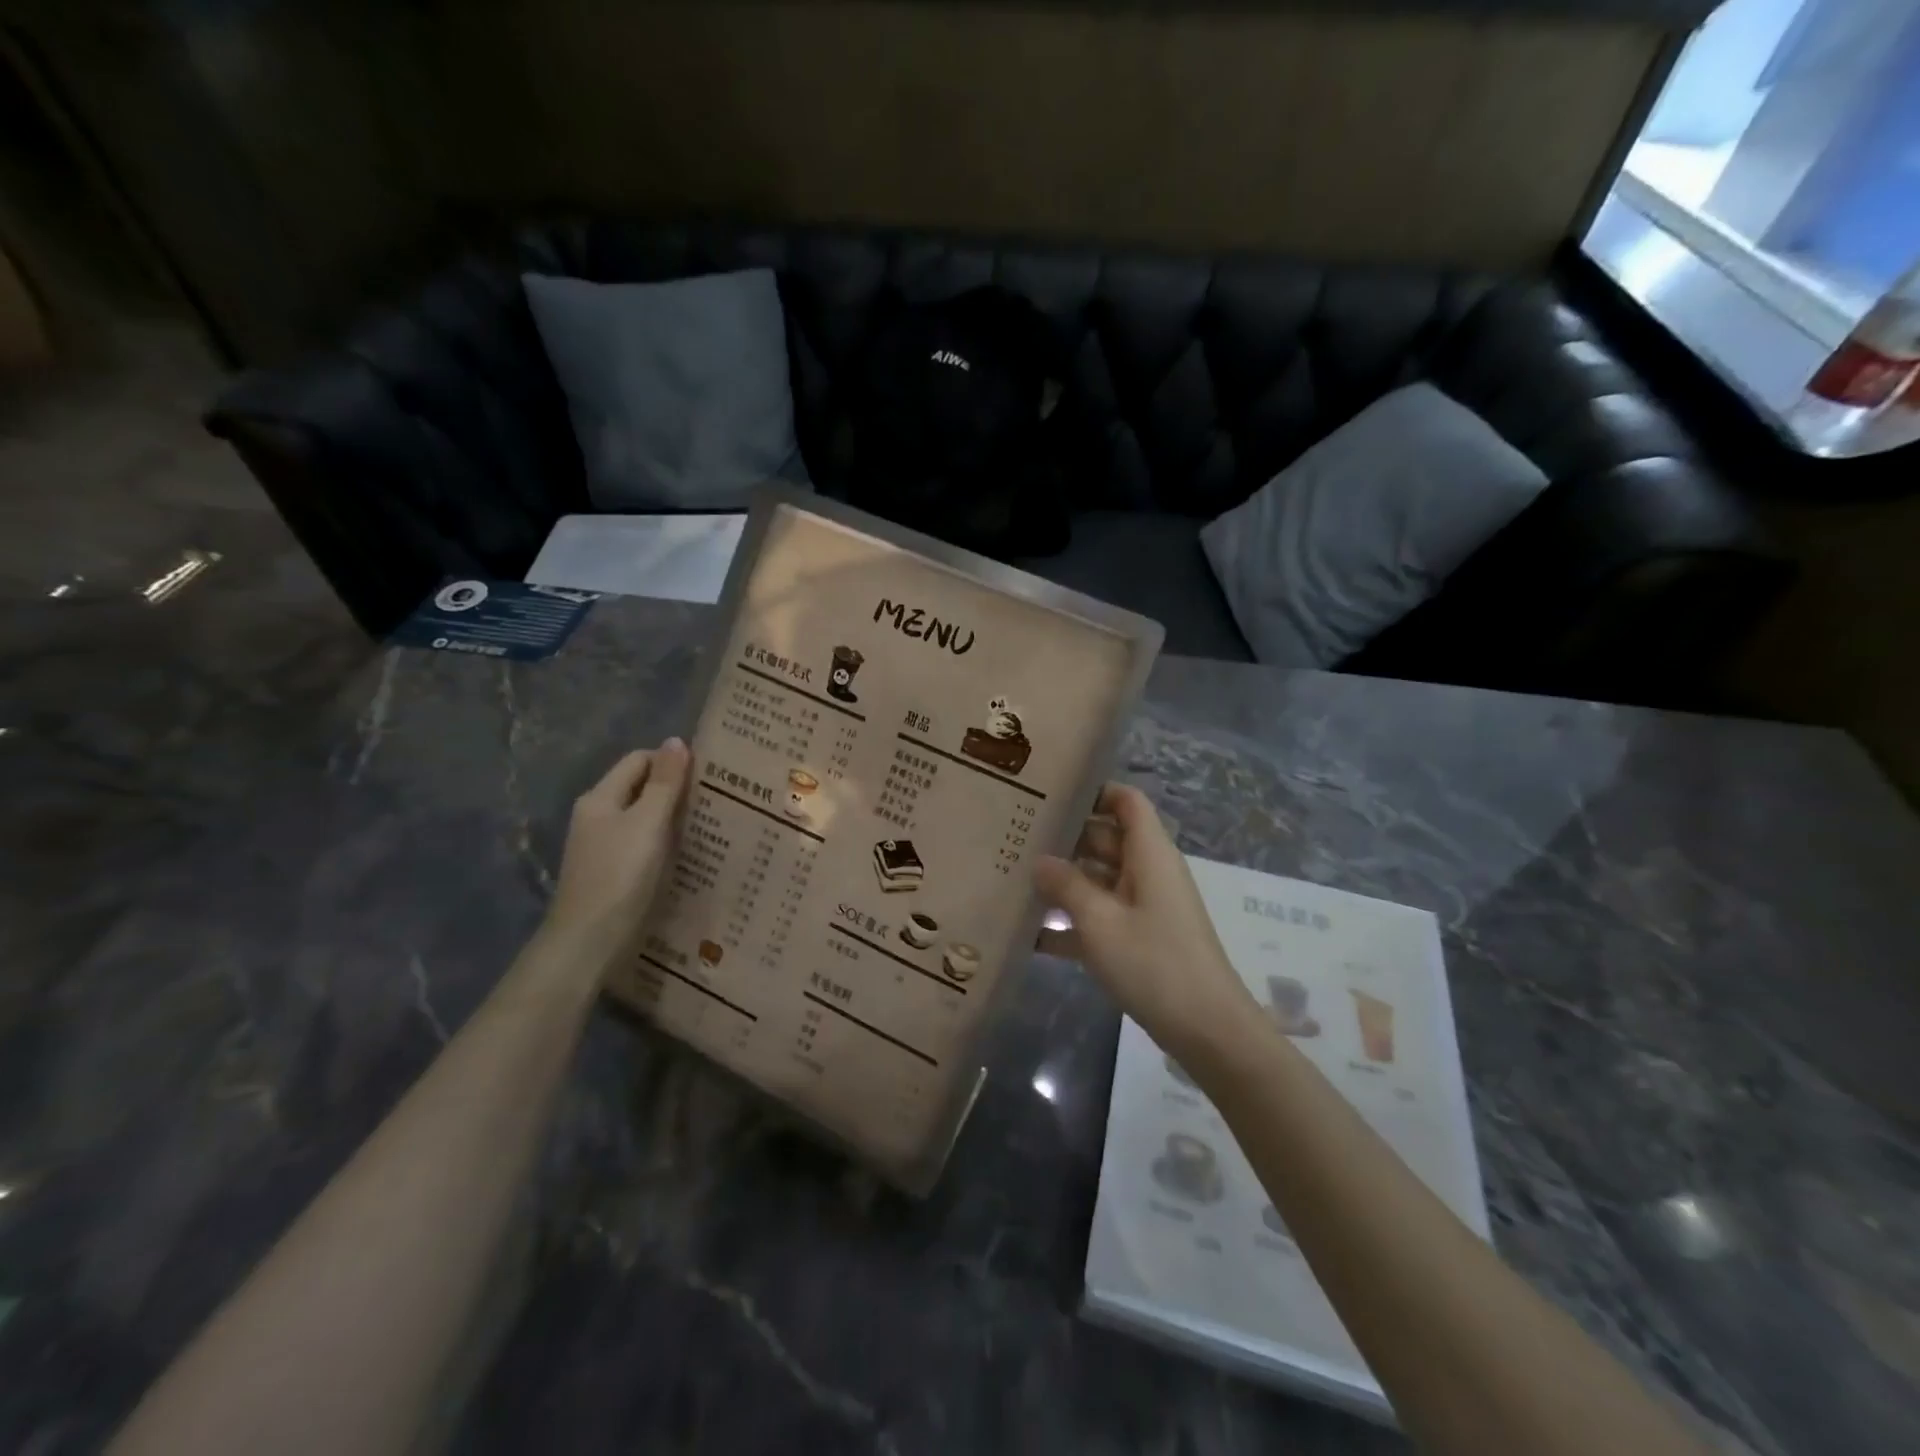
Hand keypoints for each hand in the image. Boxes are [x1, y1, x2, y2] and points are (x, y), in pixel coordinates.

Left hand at [543, 740, 690, 961]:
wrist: (588, 943)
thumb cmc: (619, 877)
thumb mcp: (647, 824)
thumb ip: (664, 783)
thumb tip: (676, 741)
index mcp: (600, 798)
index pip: (639, 760)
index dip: (672, 761)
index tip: (709, 774)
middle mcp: (598, 817)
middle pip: (641, 788)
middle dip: (676, 790)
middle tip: (717, 798)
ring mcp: (603, 847)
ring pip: (644, 818)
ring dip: (674, 818)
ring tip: (712, 824)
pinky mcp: (613, 873)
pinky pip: (644, 844)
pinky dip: (666, 843)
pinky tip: (690, 854)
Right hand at [1035, 784, 1259, 1062]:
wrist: (1206, 1030)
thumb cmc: (1154, 963)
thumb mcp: (1100, 922)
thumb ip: (1066, 885)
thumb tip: (1039, 860)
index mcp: (1149, 854)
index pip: (1126, 801)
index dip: (1094, 791)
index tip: (1050, 793)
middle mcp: (1148, 871)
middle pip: (1106, 839)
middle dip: (1065, 838)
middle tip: (1016, 838)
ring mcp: (1144, 906)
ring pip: (1099, 879)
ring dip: (1064, 881)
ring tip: (1014, 879)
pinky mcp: (1139, 939)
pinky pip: (1101, 917)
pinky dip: (1073, 921)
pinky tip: (1030, 934)